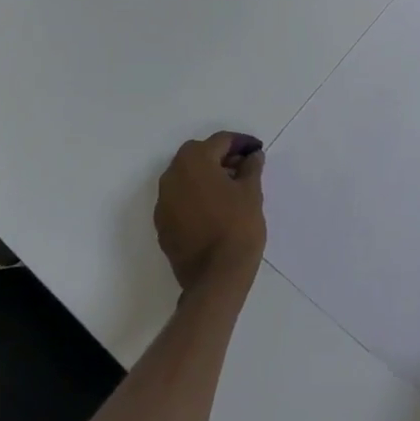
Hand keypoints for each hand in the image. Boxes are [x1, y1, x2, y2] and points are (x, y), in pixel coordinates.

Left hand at [155, 133, 266, 294]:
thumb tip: (252, 156)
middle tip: (244, 168)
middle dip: (221, 157)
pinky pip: (180, 199)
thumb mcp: (251, 193)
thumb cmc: (238, 227)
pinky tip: (215, 209)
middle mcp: (172, 176)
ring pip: (186, 177)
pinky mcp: (162, 224)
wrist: (215, 278)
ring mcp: (163, 202)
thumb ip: (251, 168)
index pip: (220, 141)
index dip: (241, 143)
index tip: (257, 151)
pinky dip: (196, 196)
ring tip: (231, 189)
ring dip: (206, 176)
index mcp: (194, 161)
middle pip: (198, 155)